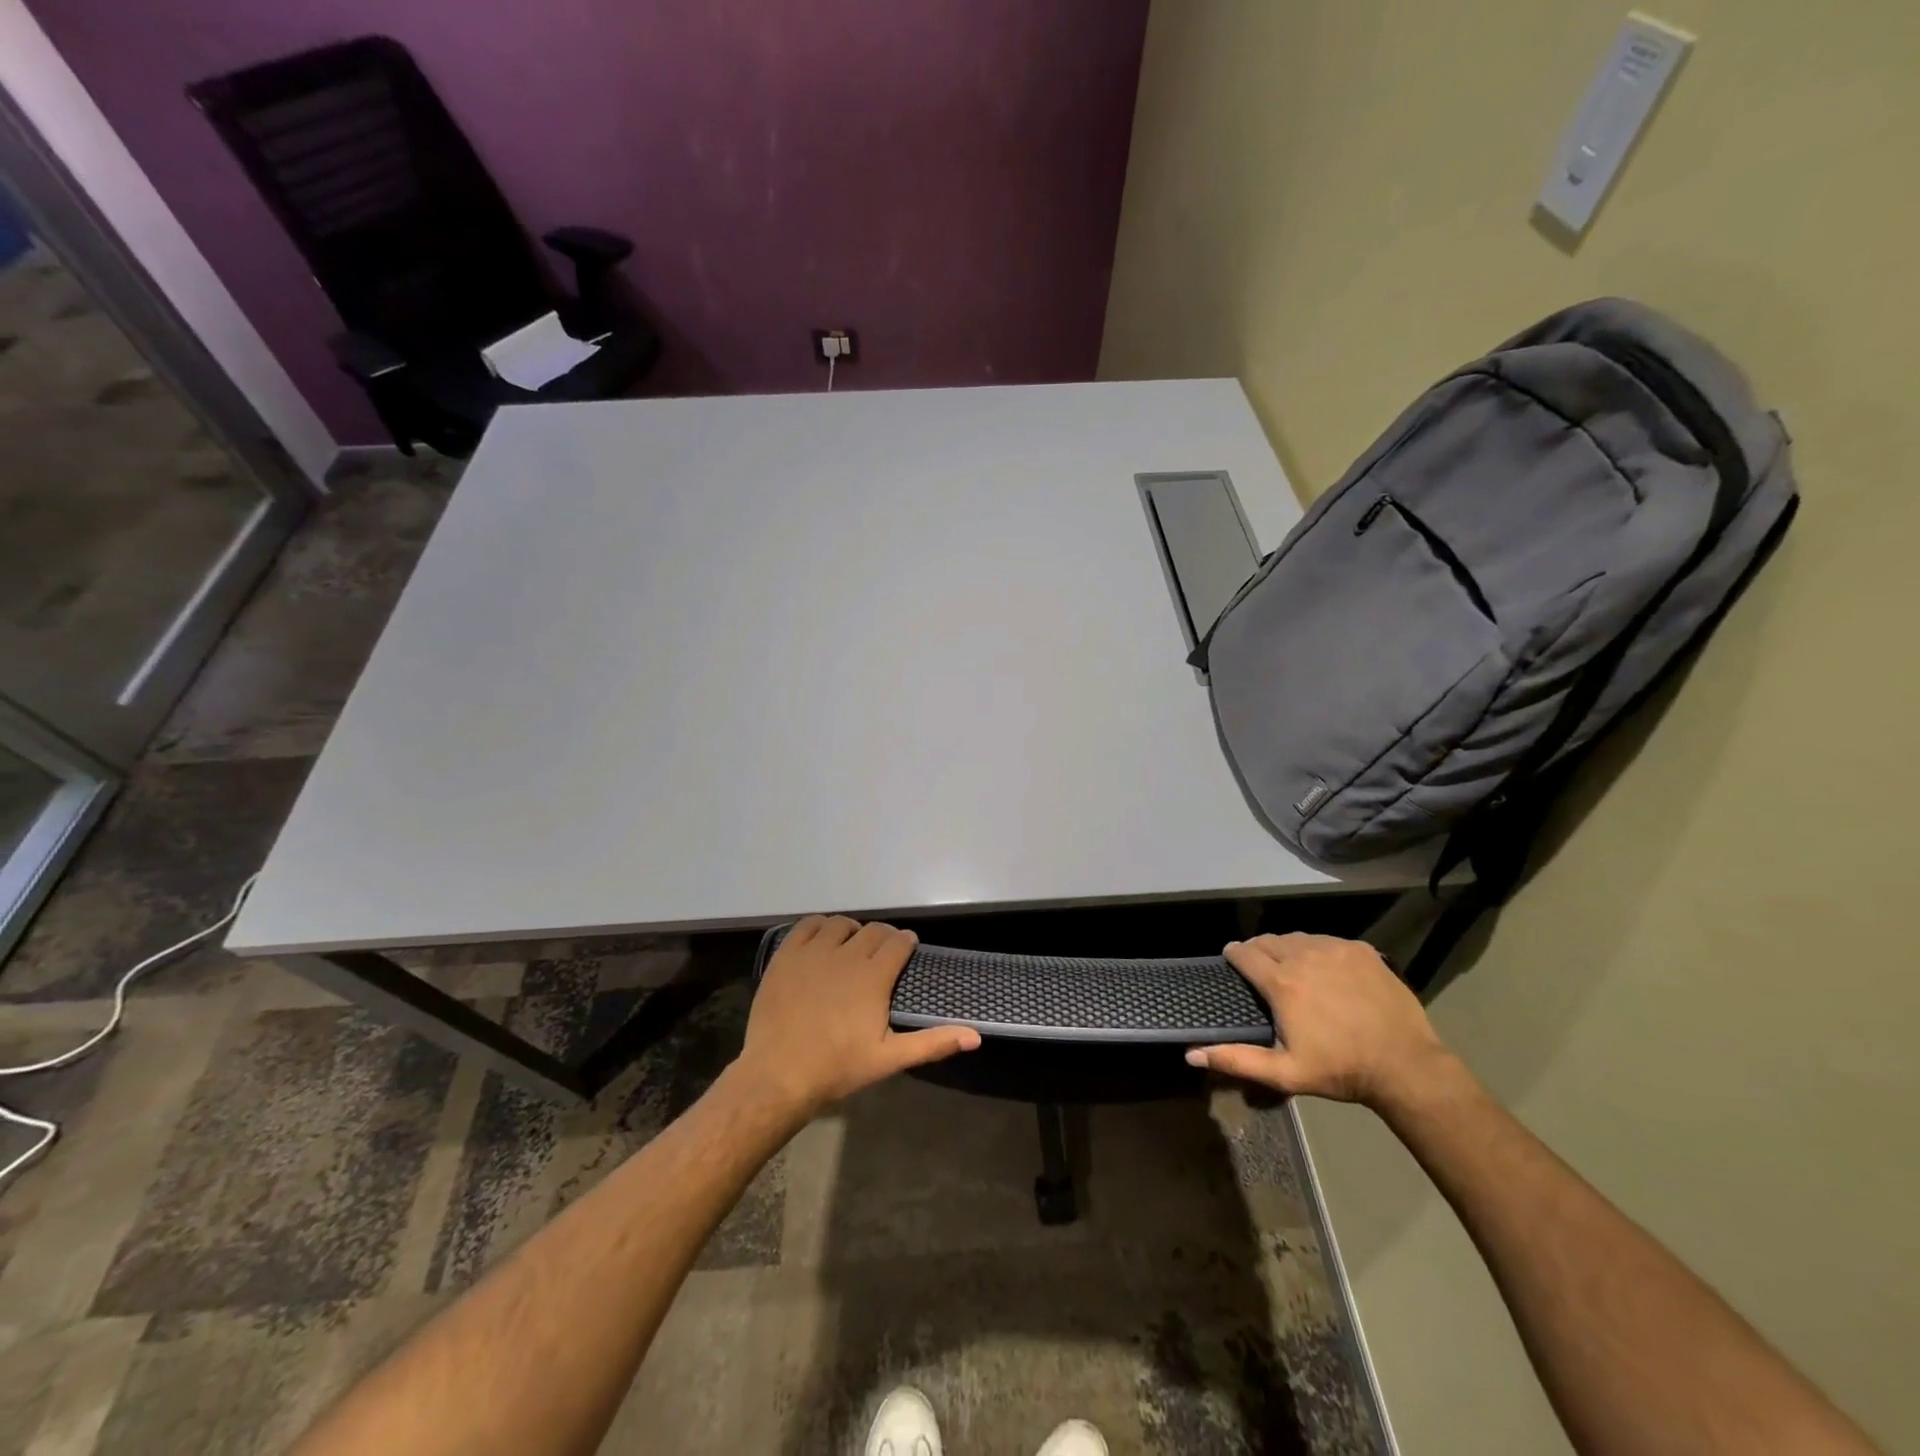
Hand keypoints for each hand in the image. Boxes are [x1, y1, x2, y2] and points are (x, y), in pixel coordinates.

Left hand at [733, 915, 980, 1121]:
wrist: (778, 1075)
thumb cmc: (837, 1068)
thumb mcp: (889, 1059)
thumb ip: (933, 1043)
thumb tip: (976, 1036)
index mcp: (873, 976)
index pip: (898, 943)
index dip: (906, 943)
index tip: (907, 948)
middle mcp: (846, 954)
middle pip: (872, 930)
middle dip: (883, 937)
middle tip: (882, 952)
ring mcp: (813, 952)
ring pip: (840, 924)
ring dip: (852, 930)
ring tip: (852, 945)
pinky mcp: (787, 956)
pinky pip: (806, 926)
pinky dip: (819, 926)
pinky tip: (822, 940)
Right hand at [1186, 933, 1452, 1110]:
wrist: (1406, 1066)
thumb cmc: (1340, 1070)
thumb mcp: (1285, 1073)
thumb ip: (1236, 1060)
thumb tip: (1191, 1054)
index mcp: (1281, 983)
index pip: (1244, 953)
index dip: (1234, 955)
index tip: (1231, 960)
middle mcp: (1303, 956)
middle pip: (1268, 940)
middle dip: (1259, 950)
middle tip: (1261, 968)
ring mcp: (1335, 949)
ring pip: (1298, 938)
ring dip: (1288, 948)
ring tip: (1292, 966)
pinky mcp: (1361, 950)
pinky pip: (1328, 941)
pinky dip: (1319, 950)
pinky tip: (1326, 969)